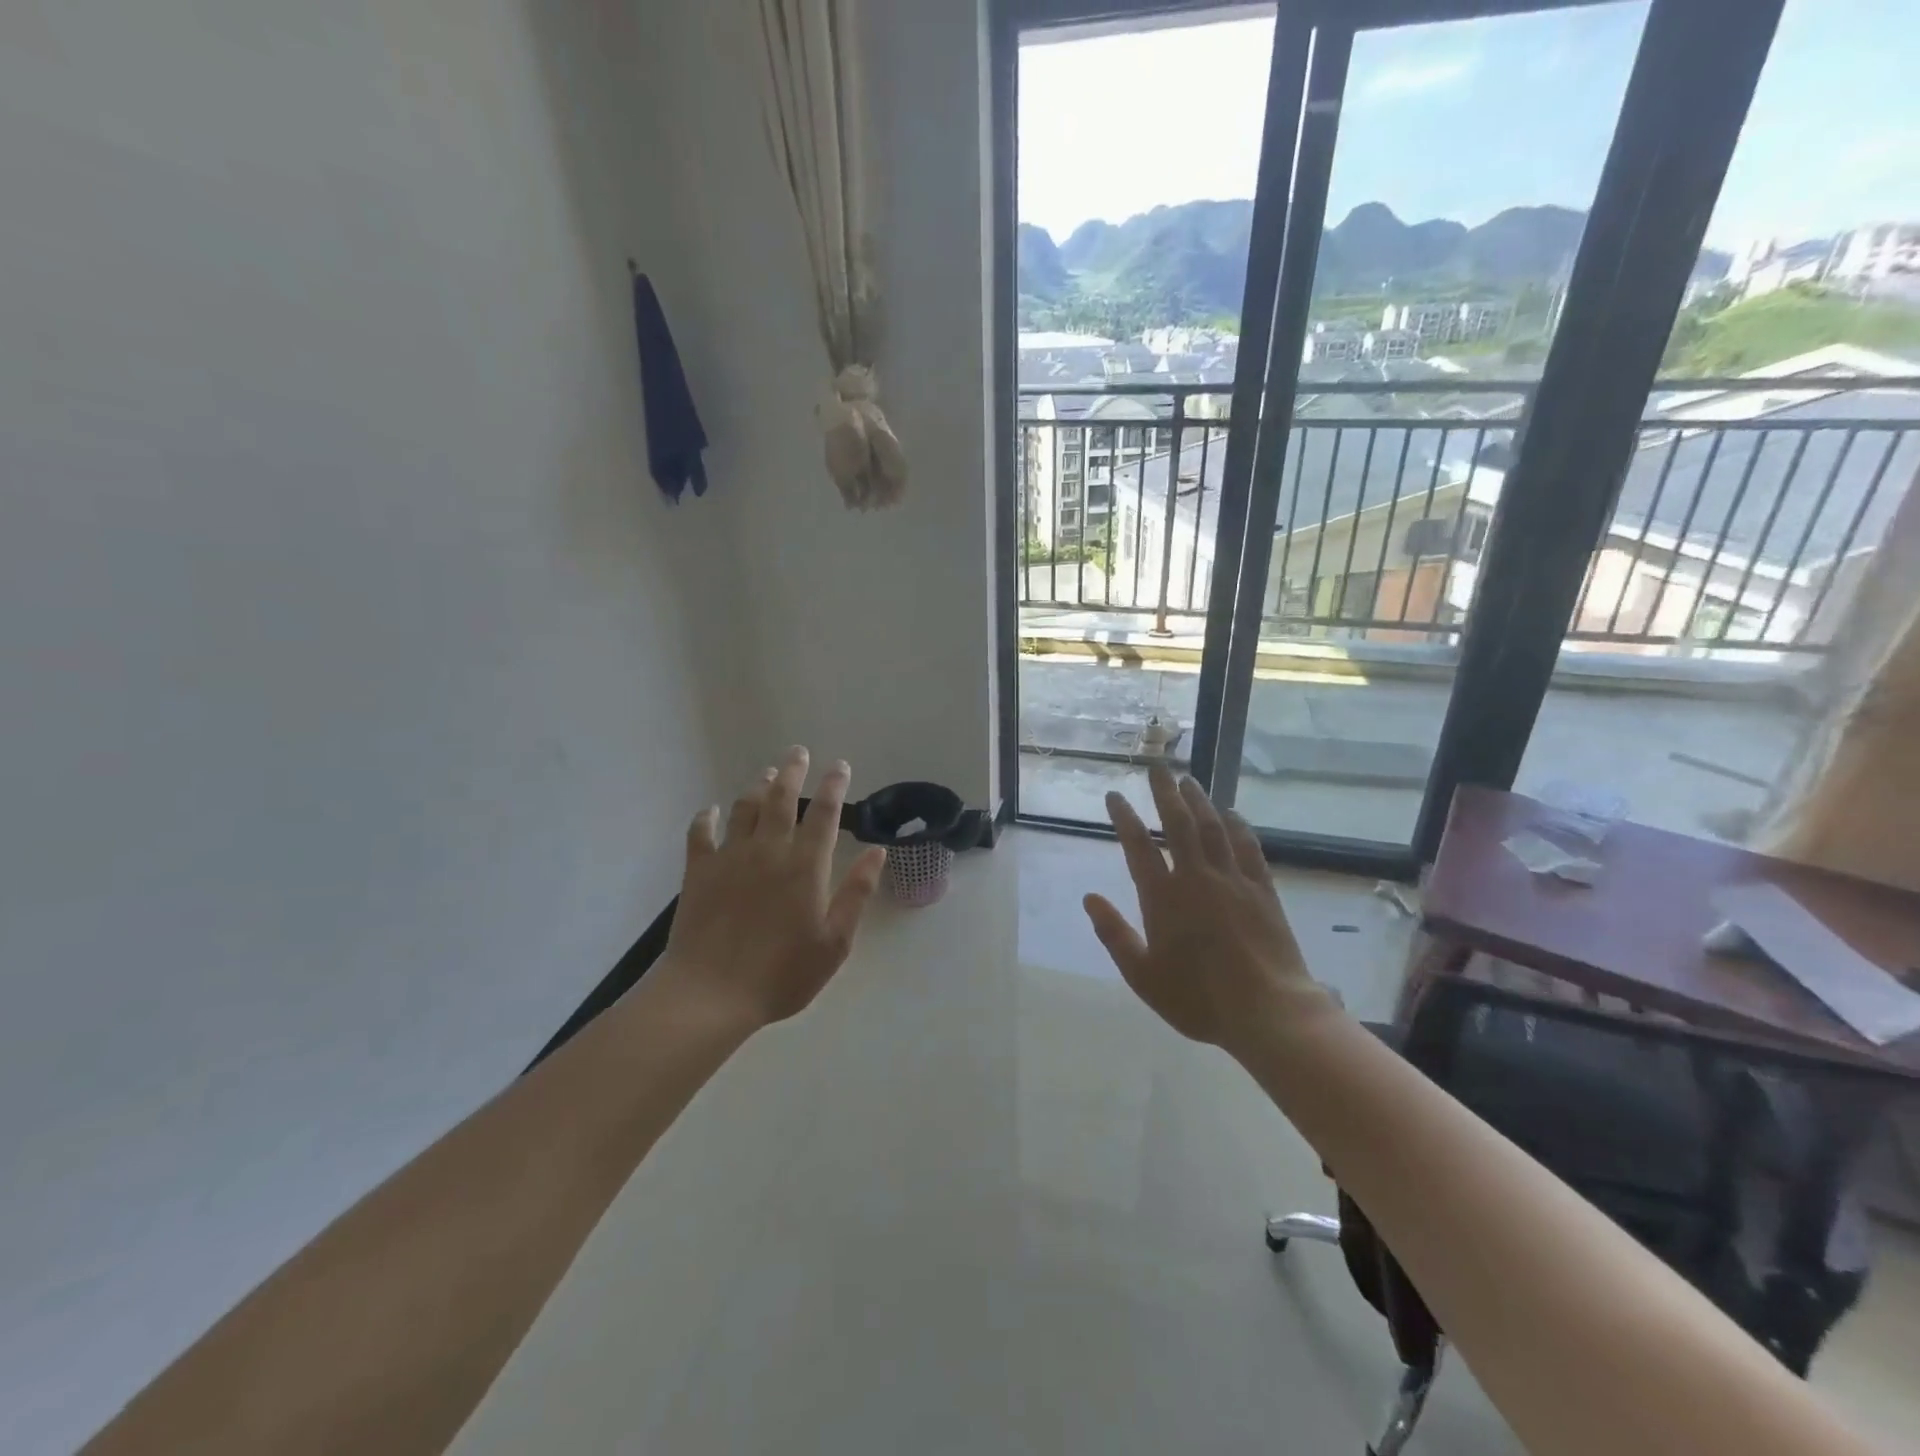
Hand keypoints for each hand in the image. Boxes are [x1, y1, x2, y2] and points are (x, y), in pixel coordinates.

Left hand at [660, 746, 887, 1029]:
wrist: (710, 994)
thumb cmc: (781, 974)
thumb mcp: (834, 942)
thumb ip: (856, 893)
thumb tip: (877, 852)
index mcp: (805, 866)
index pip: (824, 814)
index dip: (834, 786)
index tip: (840, 766)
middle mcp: (769, 850)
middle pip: (782, 797)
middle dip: (793, 770)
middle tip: (799, 752)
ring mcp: (730, 857)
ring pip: (745, 807)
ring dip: (758, 786)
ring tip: (768, 772)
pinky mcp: (699, 871)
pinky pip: (701, 833)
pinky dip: (706, 817)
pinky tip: (710, 811)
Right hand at [1083, 766, 1330, 1052]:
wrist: (1268, 1012)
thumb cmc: (1198, 999)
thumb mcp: (1143, 976)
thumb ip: (1114, 934)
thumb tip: (1089, 898)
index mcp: (1163, 898)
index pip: (1138, 846)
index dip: (1124, 817)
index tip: (1115, 795)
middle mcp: (1196, 878)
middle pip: (1179, 823)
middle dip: (1164, 792)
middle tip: (1157, 766)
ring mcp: (1233, 881)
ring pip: (1213, 828)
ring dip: (1199, 800)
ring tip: (1188, 780)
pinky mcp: (1262, 890)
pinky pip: (1247, 848)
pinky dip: (1237, 826)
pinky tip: (1231, 813)